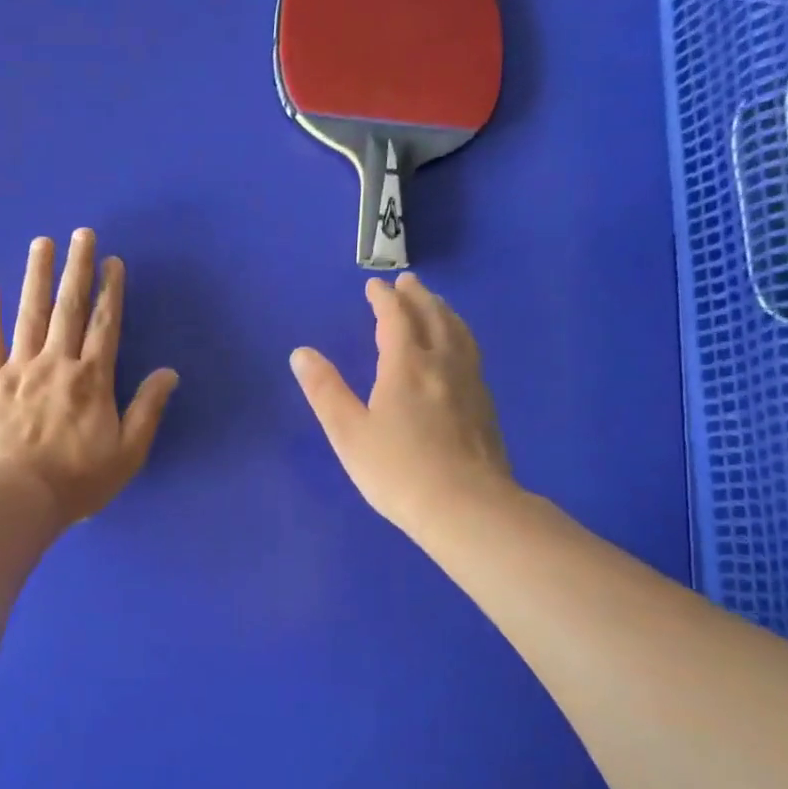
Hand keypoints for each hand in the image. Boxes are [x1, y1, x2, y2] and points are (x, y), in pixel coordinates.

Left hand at [0, 230, 178, 527]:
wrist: (18, 498)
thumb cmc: (78, 480)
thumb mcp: (128, 452)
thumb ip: (148, 409)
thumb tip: (169, 372)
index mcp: (92, 378)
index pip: (104, 324)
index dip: (110, 290)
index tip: (111, 260)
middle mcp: (57, 363)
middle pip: (68, 308)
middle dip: (76, 268)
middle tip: (81, 233)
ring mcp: (19, 369)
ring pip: (30, 314)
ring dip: (37, 276)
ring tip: (42, 243)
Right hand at [290, 273, 515, 538]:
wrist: (467, 507)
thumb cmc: (397, 470)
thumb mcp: (348, 432)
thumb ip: (325, 390)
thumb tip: (301, 352)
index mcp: (406, 366)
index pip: (395, 319)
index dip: (384, 299)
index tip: (374, 286)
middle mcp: (443, 365)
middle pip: (433, 318)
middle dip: (418, 297)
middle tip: (409, 282)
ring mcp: (470, 384)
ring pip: (459, 334)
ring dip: (444, 312)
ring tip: (437, 305)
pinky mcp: (486, 406)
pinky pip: (472, 354)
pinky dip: (460, 337)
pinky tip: (459, 352)